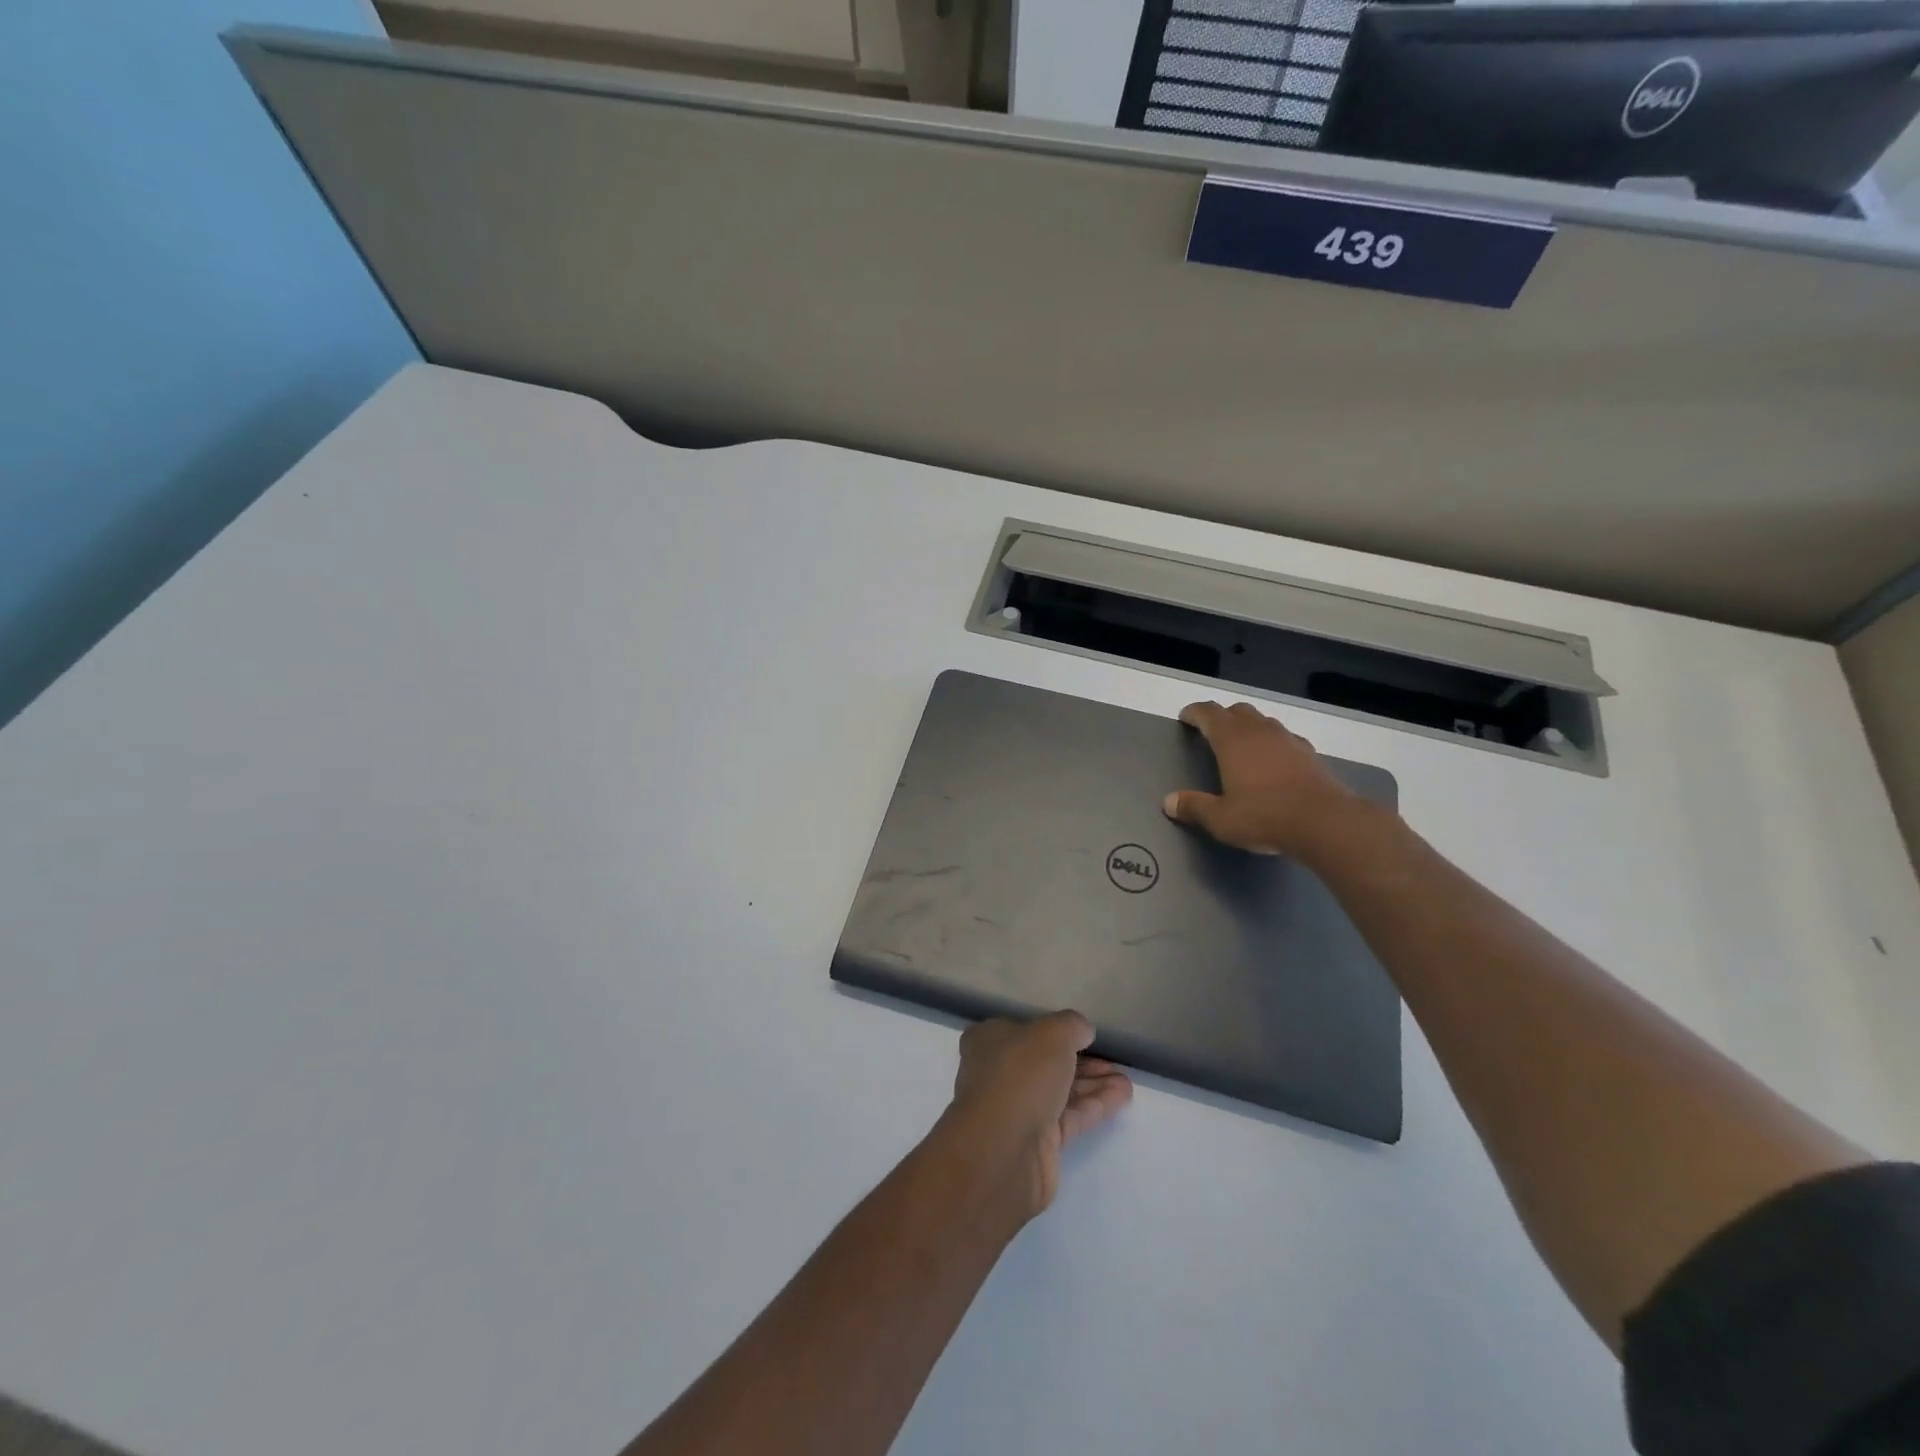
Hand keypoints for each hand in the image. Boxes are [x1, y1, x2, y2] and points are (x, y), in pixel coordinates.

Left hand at [950, 1012, 1132, 1218]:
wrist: (1003, 1150)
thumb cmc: (1020, 1076)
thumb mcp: (1053, 1033)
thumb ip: (1072, 1026)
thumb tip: (1082, 1031)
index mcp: (989, 1041)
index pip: (1025, 1030)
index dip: (1056, 1031)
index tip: (1085, 1035)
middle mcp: (998, 1073)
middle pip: (1045, 1062)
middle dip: (1082, 1061)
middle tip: (1114, 1062)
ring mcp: (1016, 1110)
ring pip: (1060, 1091)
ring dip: (1093, 1084)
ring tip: (1126, 1081)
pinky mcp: (1036, 1143)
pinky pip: (1069, 1117)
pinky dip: (1094, 1105)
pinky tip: (1121, 1096)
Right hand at [1162, 700, 1359, 856]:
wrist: (1324, 821)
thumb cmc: (1264, 816)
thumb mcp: (1221, 819)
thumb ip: (1194, 807)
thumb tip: (1168, 802)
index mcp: (1232, 740)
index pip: (1209, 713)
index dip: (1195, 713)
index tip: (1185, 718)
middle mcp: (1259, 731)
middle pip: (1238, 711)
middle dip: (1222, 717)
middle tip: (1212, 732)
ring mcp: (1288, 739)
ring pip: (1263, 722)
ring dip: (1249, 727)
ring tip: (1242, 746)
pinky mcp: (1310, 753)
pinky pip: (1285, 739)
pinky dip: (1273, 744)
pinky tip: (1273, 762)